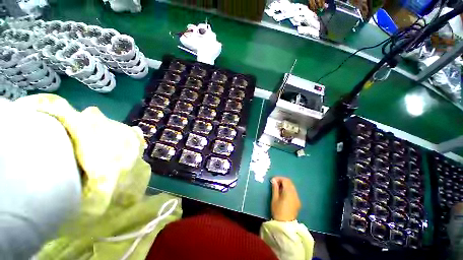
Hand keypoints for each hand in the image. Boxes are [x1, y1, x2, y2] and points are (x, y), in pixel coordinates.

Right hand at [270, 176, 300, 221]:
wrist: (285, 225)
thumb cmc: (278, 210)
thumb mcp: (274, 198)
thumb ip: (275, 188)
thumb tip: (274, 180)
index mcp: (289, 192)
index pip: (285, 180)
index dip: (278, 178)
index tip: (272, 180)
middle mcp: (295, 193)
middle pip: (289, 182)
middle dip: (282, 181)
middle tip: (274, 183)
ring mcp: (297, 198)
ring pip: (292, 187)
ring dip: (285, 185)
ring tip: (278, 188)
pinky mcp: (297, 202)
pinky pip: (293, 192)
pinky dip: (288, 190)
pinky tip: (283, 193)